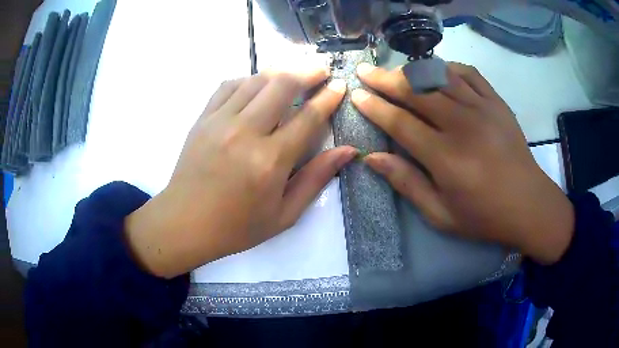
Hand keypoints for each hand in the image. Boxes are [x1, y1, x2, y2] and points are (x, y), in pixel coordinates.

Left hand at [125, 69, 354, 277]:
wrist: (185, 223)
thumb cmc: (237, 227)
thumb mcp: (284, 214)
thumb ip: (316, 179)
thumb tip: (349, 151)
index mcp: (270, 161)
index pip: (308, 117)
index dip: (328, 98)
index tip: (340, 85)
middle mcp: (245, 132)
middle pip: (283, 85)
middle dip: (308, 72)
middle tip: (322, 69)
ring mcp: (220, 121)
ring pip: (256, 80)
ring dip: (280, 72)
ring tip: (294, 73)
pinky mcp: (203, 118)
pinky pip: (229, 86)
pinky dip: (249, 79)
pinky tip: (257, 85)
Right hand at [351, 62, 573, 264]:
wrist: (528, 205)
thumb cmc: (484, 216)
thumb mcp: (441, 214)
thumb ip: (407, 183)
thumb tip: (372, 158)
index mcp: (445, 157)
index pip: (400, 122)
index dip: (375, 107)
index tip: (357, 95)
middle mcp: (462, 125)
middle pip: (416, 91)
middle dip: (385, 79)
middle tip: (366, 71)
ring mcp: (482, 108)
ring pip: (440, 76)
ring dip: (413, 70)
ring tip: (395, 71)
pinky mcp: (497, 103)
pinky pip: (469, 74)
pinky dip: (448, 68)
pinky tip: (437, 71)